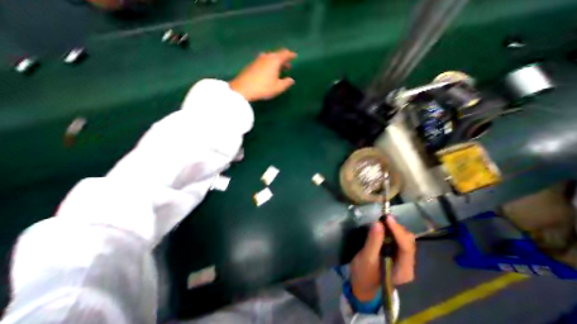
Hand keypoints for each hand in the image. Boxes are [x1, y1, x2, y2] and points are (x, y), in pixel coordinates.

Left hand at [228, 48, 294, 99]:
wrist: (243, 89)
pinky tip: (268, 72)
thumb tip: (291, 80)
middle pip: (277, 55)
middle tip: (288, 66)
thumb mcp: (278, 87)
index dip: (290, 55)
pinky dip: (268, 65)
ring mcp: (258, 60)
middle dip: (283, 60)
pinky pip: (263, 62)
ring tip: (278, 70)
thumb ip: (286, 83)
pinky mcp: (252, 65)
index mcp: (274, 60)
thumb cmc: (264, 88)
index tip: (295, 56)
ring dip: (275, 63)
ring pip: (269, 58)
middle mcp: (266, 57)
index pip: (285, 54)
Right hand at [347, 217, 414, 302]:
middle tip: (382, 219)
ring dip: (393, 228)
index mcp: (404, 270)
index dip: (397, 231)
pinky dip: (390, 231)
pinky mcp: (396, 253)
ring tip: (381, 222)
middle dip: (396, 228)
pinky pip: (397, 239)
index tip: (387, 218)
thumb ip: (373, 241)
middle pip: (407, 241)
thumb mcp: (367, 258)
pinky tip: (382, 227)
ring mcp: (402, 258)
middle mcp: (407, 263)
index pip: (406, 247)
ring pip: (403, 238)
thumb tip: (378, 224)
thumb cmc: (364, 273)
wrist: (362, 283)